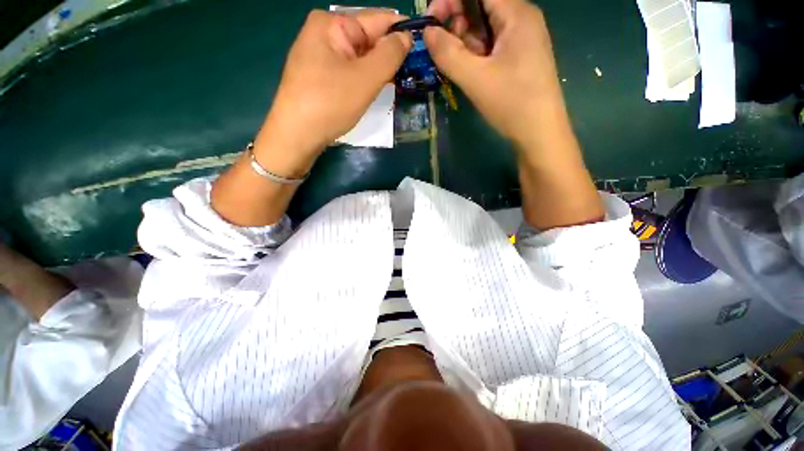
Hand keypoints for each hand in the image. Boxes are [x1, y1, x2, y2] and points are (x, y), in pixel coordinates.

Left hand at [254, 11, 411, 176]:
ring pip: (360, 57)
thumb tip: (407, 37)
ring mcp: (320, 55)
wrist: (297, 135)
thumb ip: (390, 54)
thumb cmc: (330, 104)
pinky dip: (365, 78)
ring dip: (379, 69)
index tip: (423, 49)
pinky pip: (350, 70)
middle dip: (390, 55)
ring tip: (398, 82)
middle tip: (412, 73)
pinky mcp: (320, 75)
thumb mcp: (365, 78)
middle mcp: (324, 32)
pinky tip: (376, 87)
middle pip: (368, 38)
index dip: (403, 33)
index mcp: (332, 23)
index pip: (378, 19)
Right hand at [424, 0, 565, 149]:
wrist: (539, 133)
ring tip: (457, 66)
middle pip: (481, 6)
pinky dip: (475, 54)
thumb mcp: (475, 79)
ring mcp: (521, 40)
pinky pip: (491, 46)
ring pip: (485, 28)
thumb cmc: (511, 103)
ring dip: (465, 42)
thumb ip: (448, 54)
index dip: (450, 0)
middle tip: (444, 50)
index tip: (431, 21)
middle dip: (457, 23)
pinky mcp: (518, 58)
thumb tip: (427, 32)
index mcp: (516, 14)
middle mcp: (521, 19)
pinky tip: (469, 71)